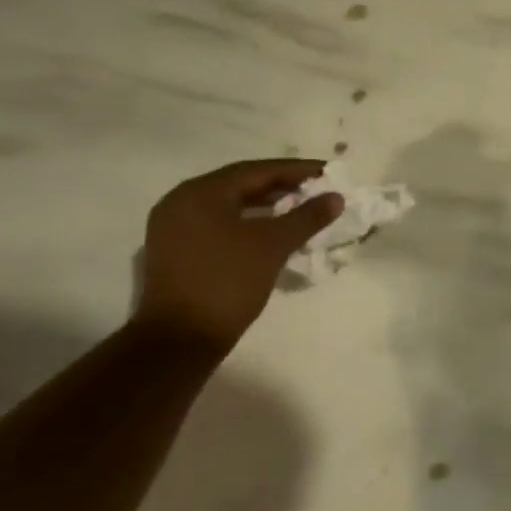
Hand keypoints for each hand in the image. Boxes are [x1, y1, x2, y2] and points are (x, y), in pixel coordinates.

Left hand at [133, 160, 342, 354]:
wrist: (179, 341)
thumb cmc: (226, 283)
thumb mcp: (273, 246)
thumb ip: (306, 217)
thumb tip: (335, 197)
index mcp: (200, 192)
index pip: (257, 170)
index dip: (296, 170)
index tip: (327, 172)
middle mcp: (181, 201)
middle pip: (240, 184)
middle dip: (281, 186)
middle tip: (316, 189)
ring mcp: (174, 227)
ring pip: (229, 205)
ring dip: (265, 205)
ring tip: (299, 208)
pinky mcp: (175, 251)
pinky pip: (218, 224)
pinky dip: (247, 222)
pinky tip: (271, 231)